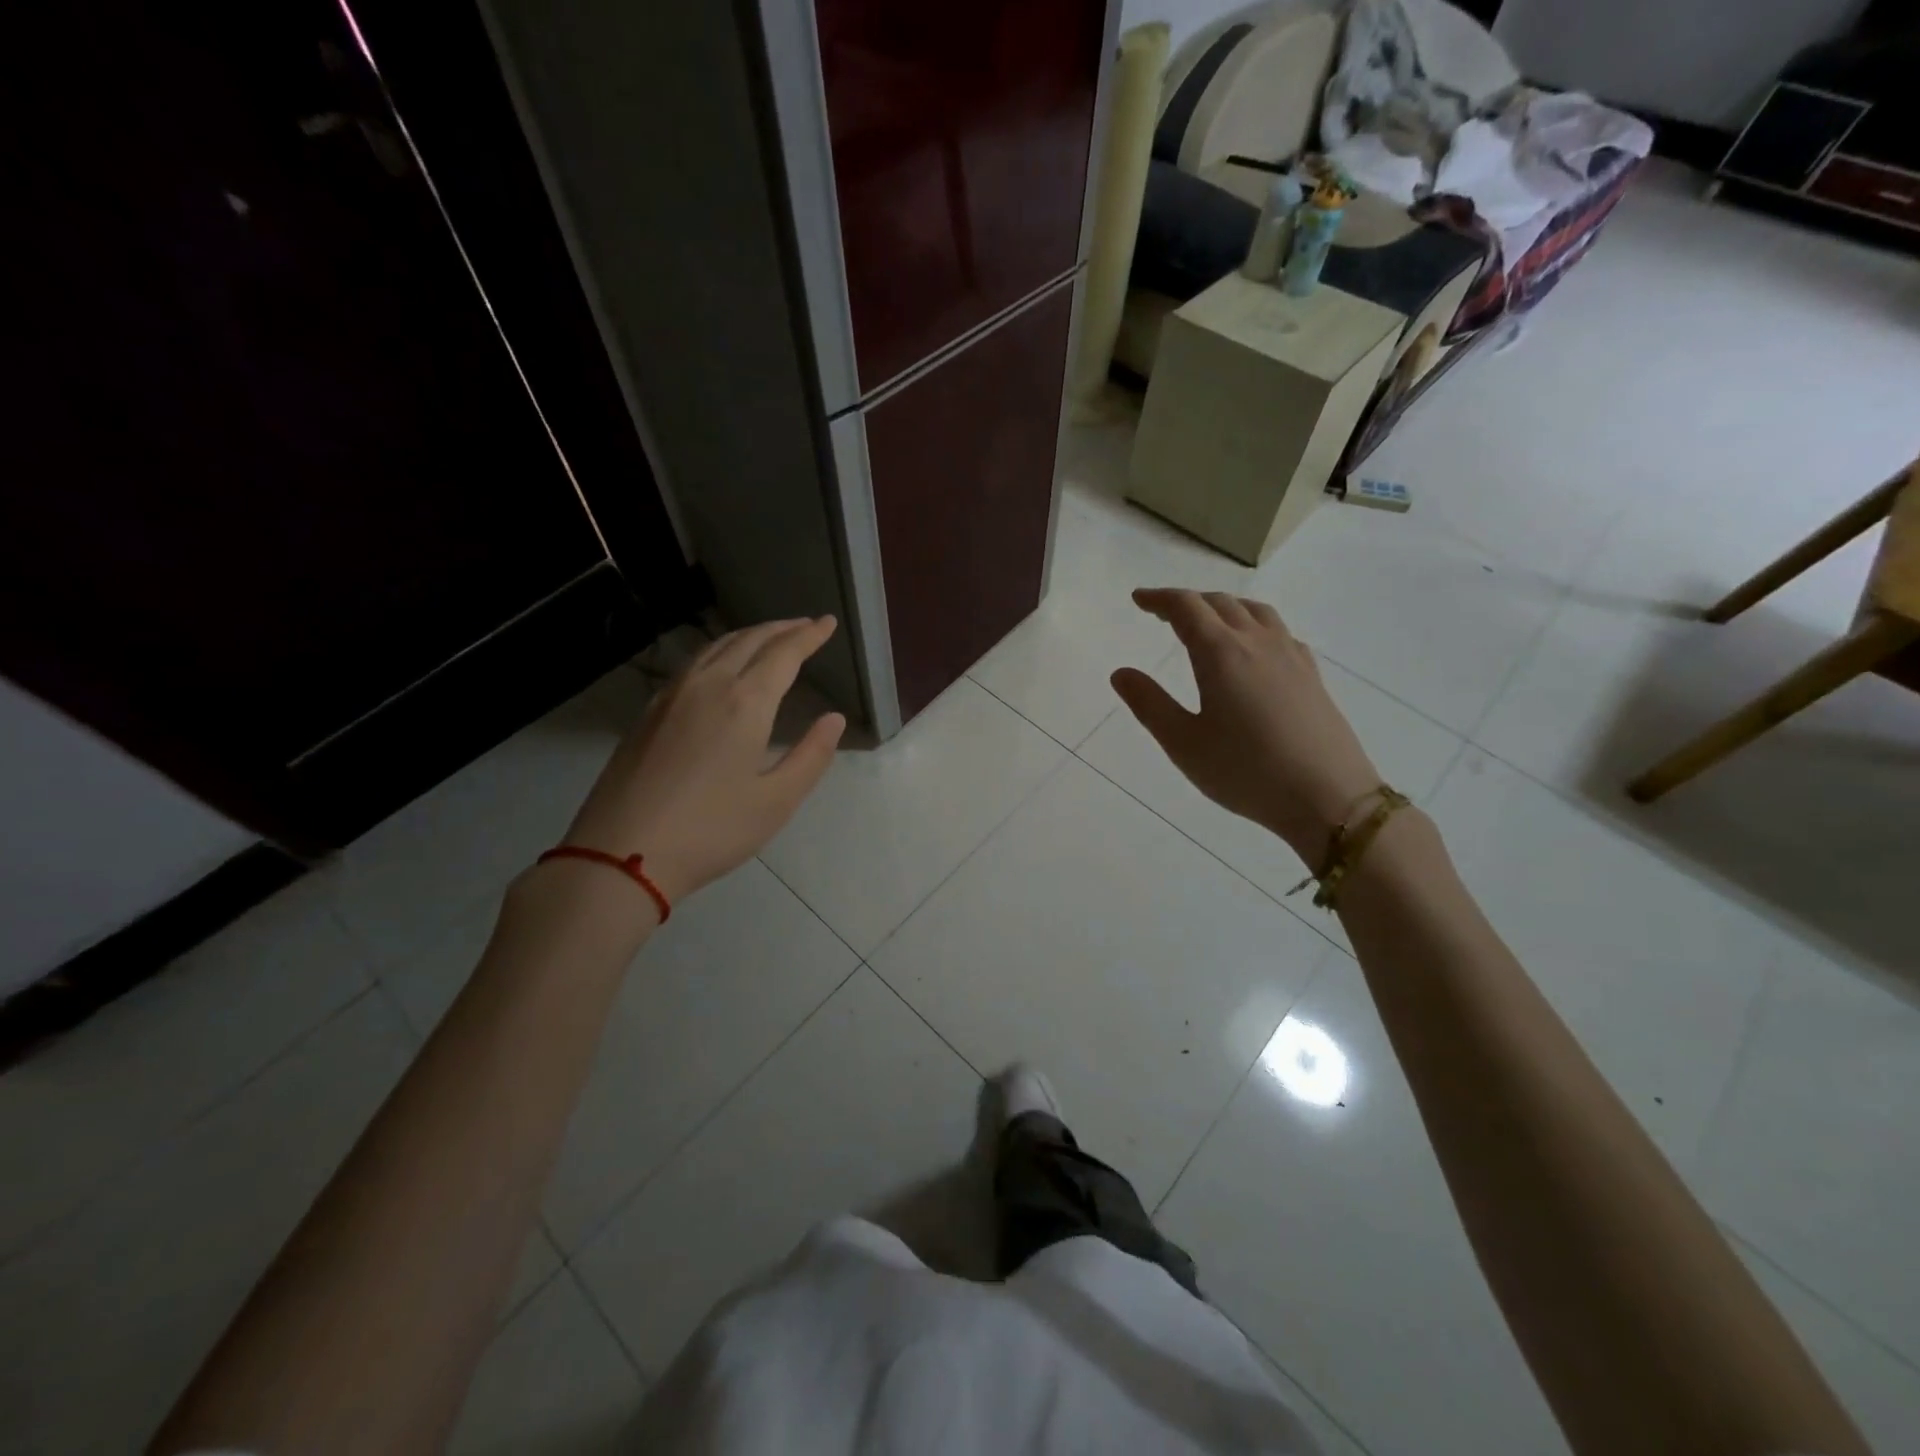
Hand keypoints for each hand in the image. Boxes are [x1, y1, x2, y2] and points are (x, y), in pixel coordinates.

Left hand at [562, 617, 845, 904]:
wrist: (621, 853)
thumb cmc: (711, 831)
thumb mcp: (776, 801)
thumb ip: (811, 756)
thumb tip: (834, 719)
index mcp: (745, 703)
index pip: (784, 654)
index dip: (809, 636)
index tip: (828, 623)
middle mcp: (708, 685)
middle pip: (749, 641)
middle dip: (782, 629)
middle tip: (805, 625)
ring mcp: (672, 696)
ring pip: (716, 647)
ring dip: (749, 636)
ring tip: (769, 638)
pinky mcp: (649, 712)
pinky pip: (693, 663)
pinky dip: (720, 651)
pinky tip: (721, 666)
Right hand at [1111, 590, 1382, 861]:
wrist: (1329, 797)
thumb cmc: (1246, 772)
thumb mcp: (1184, 743)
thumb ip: (1149, 704)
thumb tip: (1121, 673)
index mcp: (1221, 654)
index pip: (1186, 608)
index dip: (1159, 599)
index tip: (1138, 599)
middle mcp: (1257, 642)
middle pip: (1220, 603)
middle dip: (1188, 601)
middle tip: (1163, 613)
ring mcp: (1290, 656)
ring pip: (1254, 611)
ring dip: (1224, 607)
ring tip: (1208, 621)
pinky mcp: (1311, 675)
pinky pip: (1279, 631)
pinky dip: (1254, 625)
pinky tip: (1253, 649)